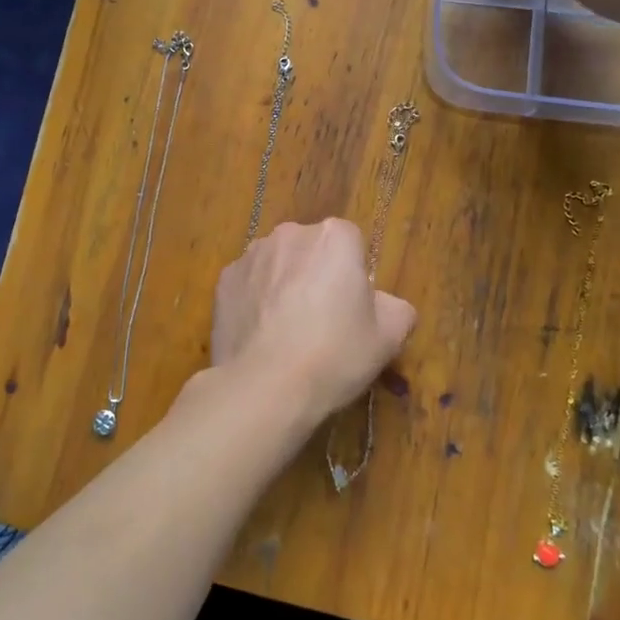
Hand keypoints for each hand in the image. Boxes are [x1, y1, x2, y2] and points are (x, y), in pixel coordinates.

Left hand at [210, 219, 417, 429]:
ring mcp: (251, 255)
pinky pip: (249, 285)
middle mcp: (290, 234)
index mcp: (334, 237)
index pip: (351, 244)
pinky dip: (255, 302)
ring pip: (278, 266)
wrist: (265, 386)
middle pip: (311, 250)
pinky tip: (261, 337)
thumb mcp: (389, 338)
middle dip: (317, 275)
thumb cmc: (335, 355)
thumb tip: (383, 304)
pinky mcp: (223, 281)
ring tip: (287, 334)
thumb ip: (396, 309)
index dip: (353, 276)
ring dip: (284, 287)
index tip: (352, 309)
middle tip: (322, 323)